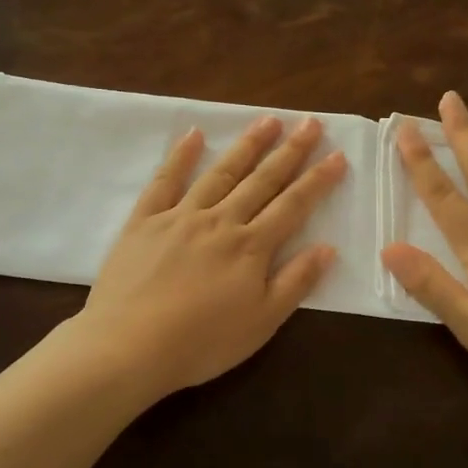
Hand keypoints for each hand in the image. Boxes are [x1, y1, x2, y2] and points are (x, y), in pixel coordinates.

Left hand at [74, 115, 347, 397]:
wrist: (129, 347)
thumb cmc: (202, 343)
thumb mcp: (262, 323)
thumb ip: (295, 282)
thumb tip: (327, 247)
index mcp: (251, 247)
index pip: (293, 206)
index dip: (318, 180)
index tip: (338, 154)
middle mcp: (220, 221)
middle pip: (261, 180)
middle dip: (290, 151)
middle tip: (310, 122)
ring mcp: (180, 217)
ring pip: (220, 173)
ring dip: (247, 145)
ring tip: (268, 120)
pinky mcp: (145, 221)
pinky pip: (165, 181)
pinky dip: (180, 156)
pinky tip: (194, 134)